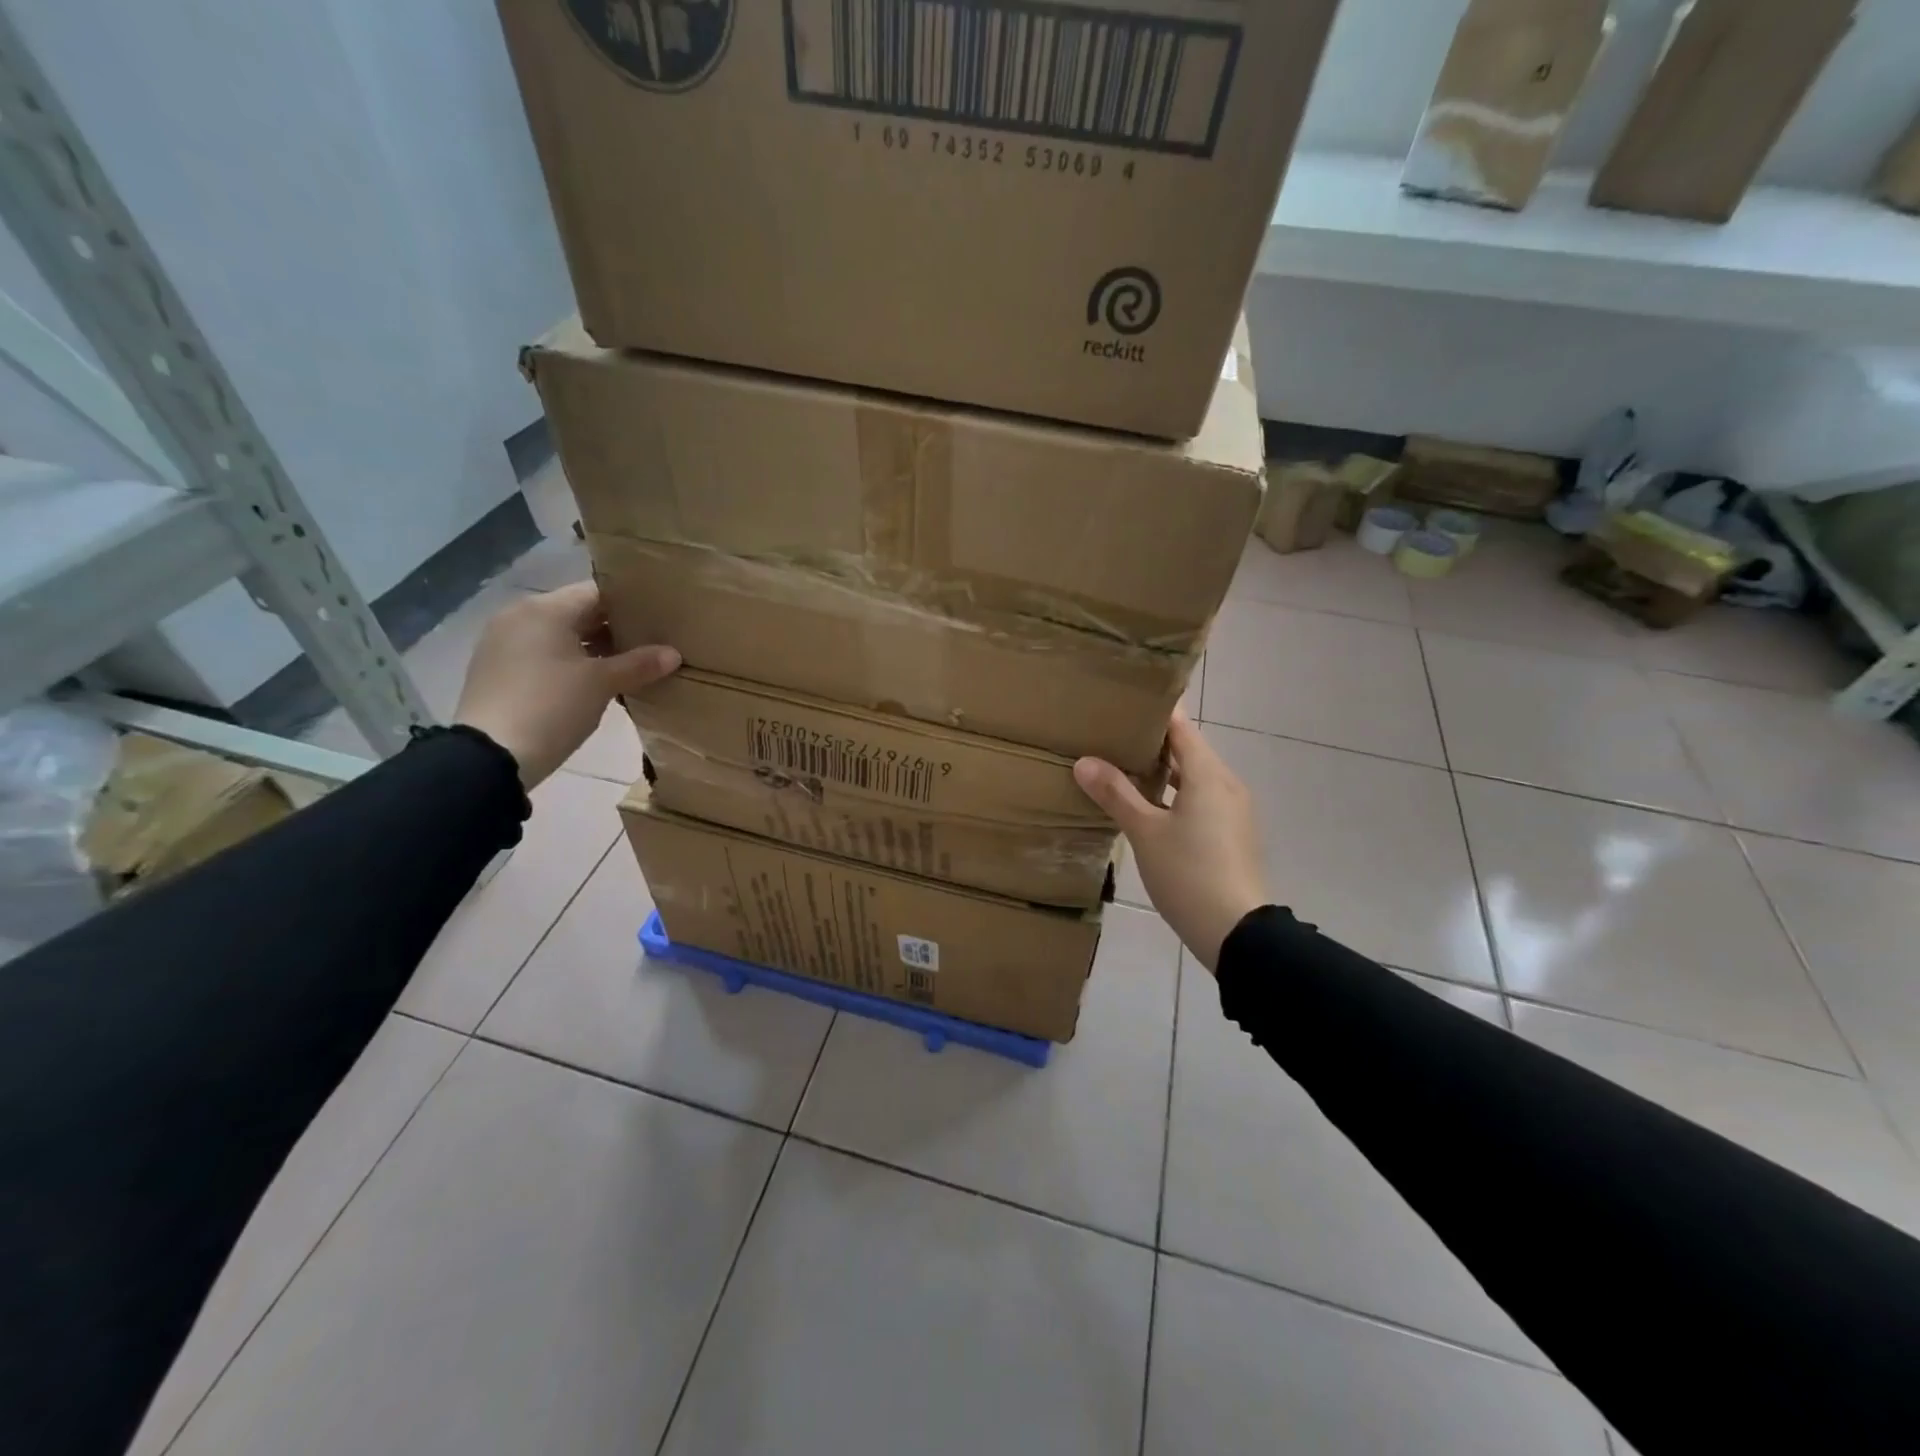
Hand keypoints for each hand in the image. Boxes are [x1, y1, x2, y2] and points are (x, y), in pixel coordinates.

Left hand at [455, 582, 679, 788]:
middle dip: (614, 629)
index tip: (659, 620)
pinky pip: (543, 654)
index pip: (597, 593)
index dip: (631, 605)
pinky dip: (569, 662)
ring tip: (628, 666)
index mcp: (545, 609)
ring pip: (560, 635)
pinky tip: (593, 683)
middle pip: (578, 612)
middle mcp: (520, 616)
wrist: (490, 756)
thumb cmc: (552, 707)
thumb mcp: (602, 684)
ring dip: (593, 648)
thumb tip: (673, 654)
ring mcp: (503, 643)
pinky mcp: (497, 669)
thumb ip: (639, 664)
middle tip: (650, 645)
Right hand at [1074, 710, 1266, 972]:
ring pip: (1195, 778)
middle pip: (1189, 751)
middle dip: (1154, 743)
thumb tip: (1084, 762)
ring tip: (1125, 767)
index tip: (1126, 702)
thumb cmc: (1189, 874)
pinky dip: (1176, 795)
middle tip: (1114, 734)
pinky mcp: (1232, 835)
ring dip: (1165, 771)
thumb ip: (1116, 794)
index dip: (1156, 713)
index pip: (1181, 728)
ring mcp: (1233, 812)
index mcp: (1208, 776)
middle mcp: (1226, 785)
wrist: (1236, 932)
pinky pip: (1202, 800)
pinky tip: (1150, 808)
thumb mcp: (1145, 833)